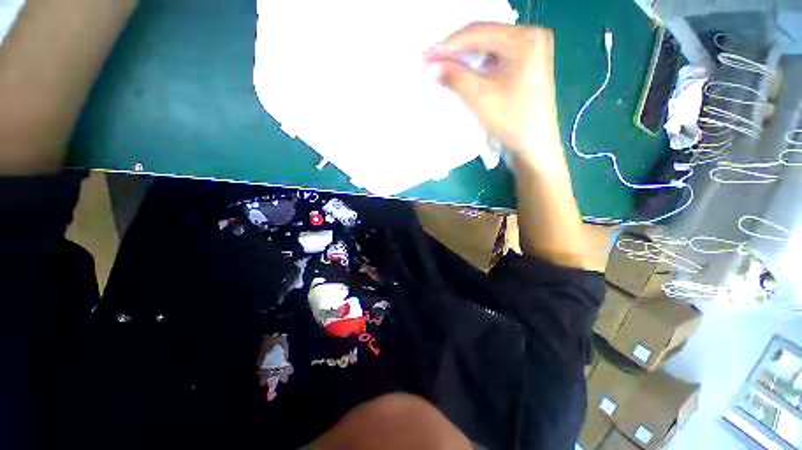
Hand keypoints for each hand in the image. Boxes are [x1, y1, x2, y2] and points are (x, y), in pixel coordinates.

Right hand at [424, 23, 559, 162]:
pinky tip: (461, 71)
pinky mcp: (524, 65)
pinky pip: (493, 58)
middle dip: (456, 50)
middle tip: (432, 59)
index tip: (426, 54)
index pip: (478, 32)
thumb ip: (456, 77)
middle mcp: (531, 38)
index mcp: (526, 39)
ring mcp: (529, 51)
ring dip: (464, 57)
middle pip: (484, 37)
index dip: (448, 44)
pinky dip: (475, 65)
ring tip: (442, 65)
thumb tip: (434, 65)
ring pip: (487, 48)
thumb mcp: (481, 98)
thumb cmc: (513, 122)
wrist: (534, 146)